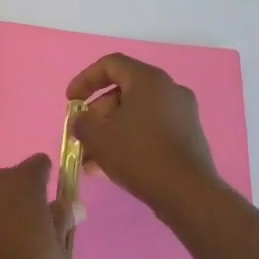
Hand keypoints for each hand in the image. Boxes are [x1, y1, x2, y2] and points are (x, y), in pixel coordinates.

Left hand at [0, 155, 69, 258]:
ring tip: (2, 246)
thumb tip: (70, 205)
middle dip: (17, 196)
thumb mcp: (56, 252)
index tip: (47, 206)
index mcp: (21, 184)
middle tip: (26, 230)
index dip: (44, 181)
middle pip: (7, 179)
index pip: (37, 165)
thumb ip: (61, 220)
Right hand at [67, 54, 223, 217]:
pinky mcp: (188, 136)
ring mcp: (183, 113)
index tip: (70, 102)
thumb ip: (82, 122)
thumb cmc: (139, 155)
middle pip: (123, 91)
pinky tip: (111, 166)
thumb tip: (82, 120)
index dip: (85, 80)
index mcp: (149, 80)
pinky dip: (129, 140)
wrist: (188, 194)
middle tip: (81, 135)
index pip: (110, 65)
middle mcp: (169, 89)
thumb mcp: (98, 137)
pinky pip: (151, 129)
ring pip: (136, 114)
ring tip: (90, 159)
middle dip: (96, 114)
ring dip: (110, 131)